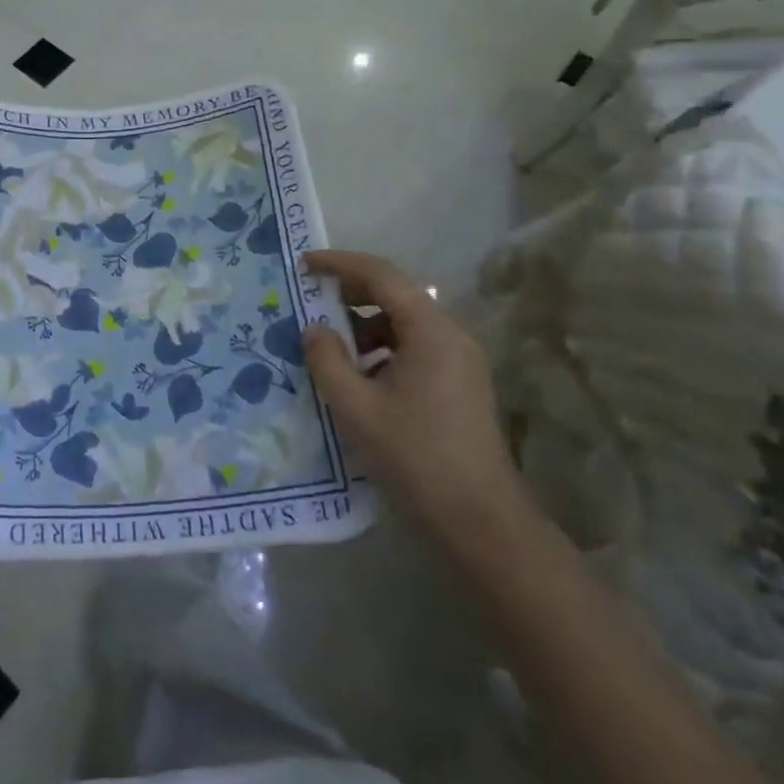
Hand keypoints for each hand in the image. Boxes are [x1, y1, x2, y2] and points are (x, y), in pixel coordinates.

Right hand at [301, 249, 526, 540]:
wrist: (479, 519)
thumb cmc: (414, 455)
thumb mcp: (355, 407)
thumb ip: (327, 359)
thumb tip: (314, 329)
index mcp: (430, 331)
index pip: (382, 275)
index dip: (340, 264)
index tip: (304, 264)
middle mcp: (450, 335)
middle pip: (396, 294)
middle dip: (350, 292)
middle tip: (310, 301)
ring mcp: (459, 360)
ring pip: (404, 322)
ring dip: (364, 323)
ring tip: (329, 344)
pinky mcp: (459, 383)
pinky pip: (414, 346)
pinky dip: (381, 348)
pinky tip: (358, 375)